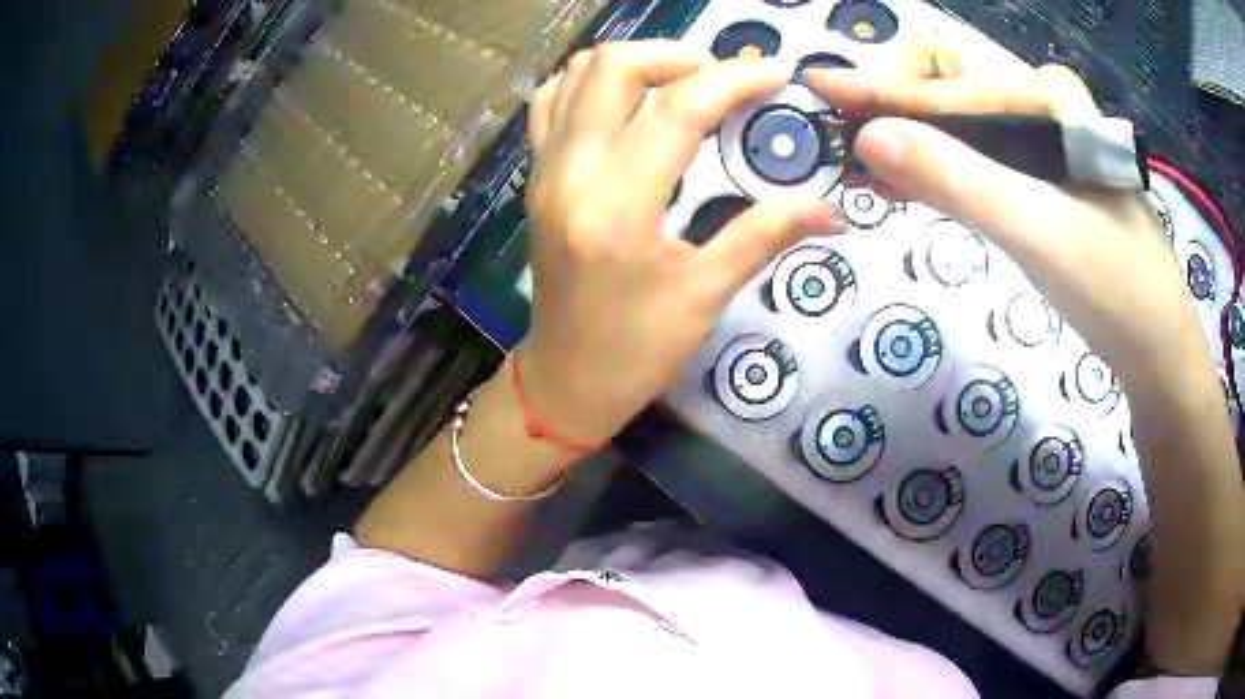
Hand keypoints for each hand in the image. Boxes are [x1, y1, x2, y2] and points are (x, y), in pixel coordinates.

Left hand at [521, 41, 839, 444]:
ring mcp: (544, 170)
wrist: (564, 378)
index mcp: (617, 208)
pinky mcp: (536, 175)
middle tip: (723, 79)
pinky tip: (630, 101)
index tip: (775, 74)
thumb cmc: (636, 350)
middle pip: (613, 68)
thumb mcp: (706, 295)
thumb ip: (766, 235)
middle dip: (677, 55)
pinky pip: (553, 102)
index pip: (677, 110)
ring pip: (576, 75)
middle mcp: (570, 173)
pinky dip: (593, 83)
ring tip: (682, 83)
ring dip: (636, 63)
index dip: (733, 81)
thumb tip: (832, 208)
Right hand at [807, 39, 1209, 384]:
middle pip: (948, 82)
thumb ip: (957, 178)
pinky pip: (977, 159)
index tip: (822, 89)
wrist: (1158, 350)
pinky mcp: (1041, 181)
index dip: (883, 83)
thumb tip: (867, 138)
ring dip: (909, 137)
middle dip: (893, 103)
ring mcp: (1042, 143)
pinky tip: (904, 183)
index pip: (948, 74)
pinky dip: (936, 168)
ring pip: (959, 122)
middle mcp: (1041, 105)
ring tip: (859, 162)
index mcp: (1046, 96)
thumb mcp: (1037, 231)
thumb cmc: (1114, 289)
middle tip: (846, 138)